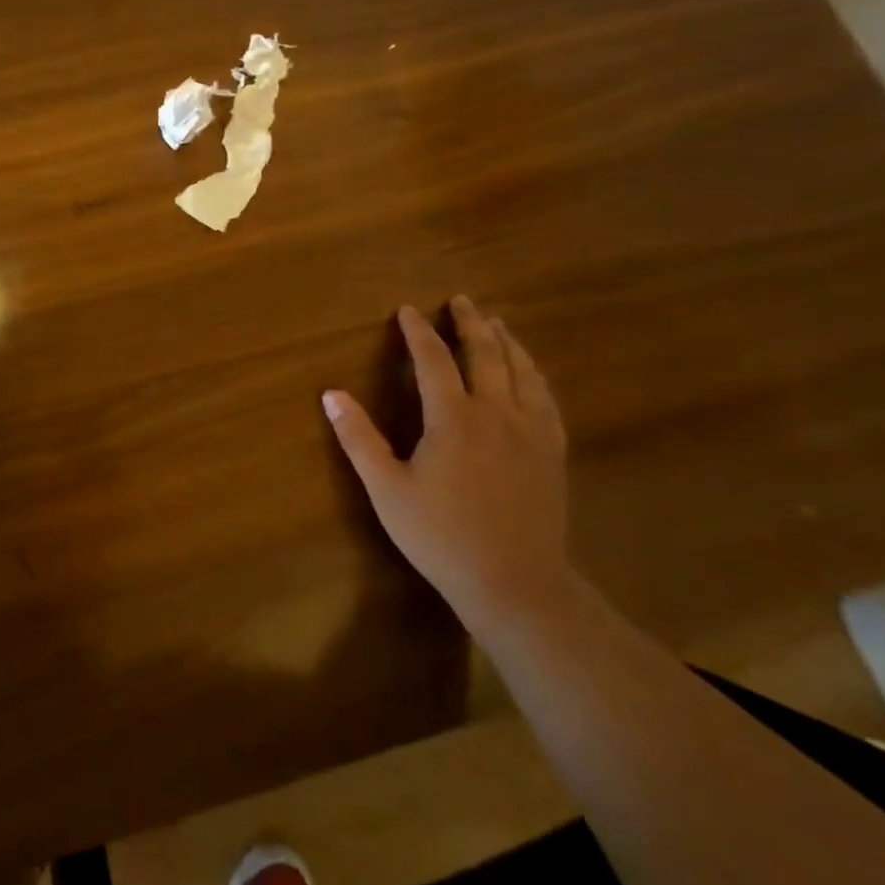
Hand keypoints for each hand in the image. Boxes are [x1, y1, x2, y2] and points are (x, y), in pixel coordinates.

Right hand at [322, 296, 570, 628]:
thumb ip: (358, 438)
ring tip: (497, 323)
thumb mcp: (386, 489)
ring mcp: (532, 432)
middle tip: (461, 300)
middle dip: (470, 324)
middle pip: (486, 355)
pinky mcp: (553, 453)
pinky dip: (534, 375)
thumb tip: (331, 394)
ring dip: (507, 342)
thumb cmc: (441, 536)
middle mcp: (496, 414)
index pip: (434, 360)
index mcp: (453, 419)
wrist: (515, 584)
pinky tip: (531, 375)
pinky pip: (546, 399)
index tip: (407, 310)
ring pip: (522, 372)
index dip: (418, 332)